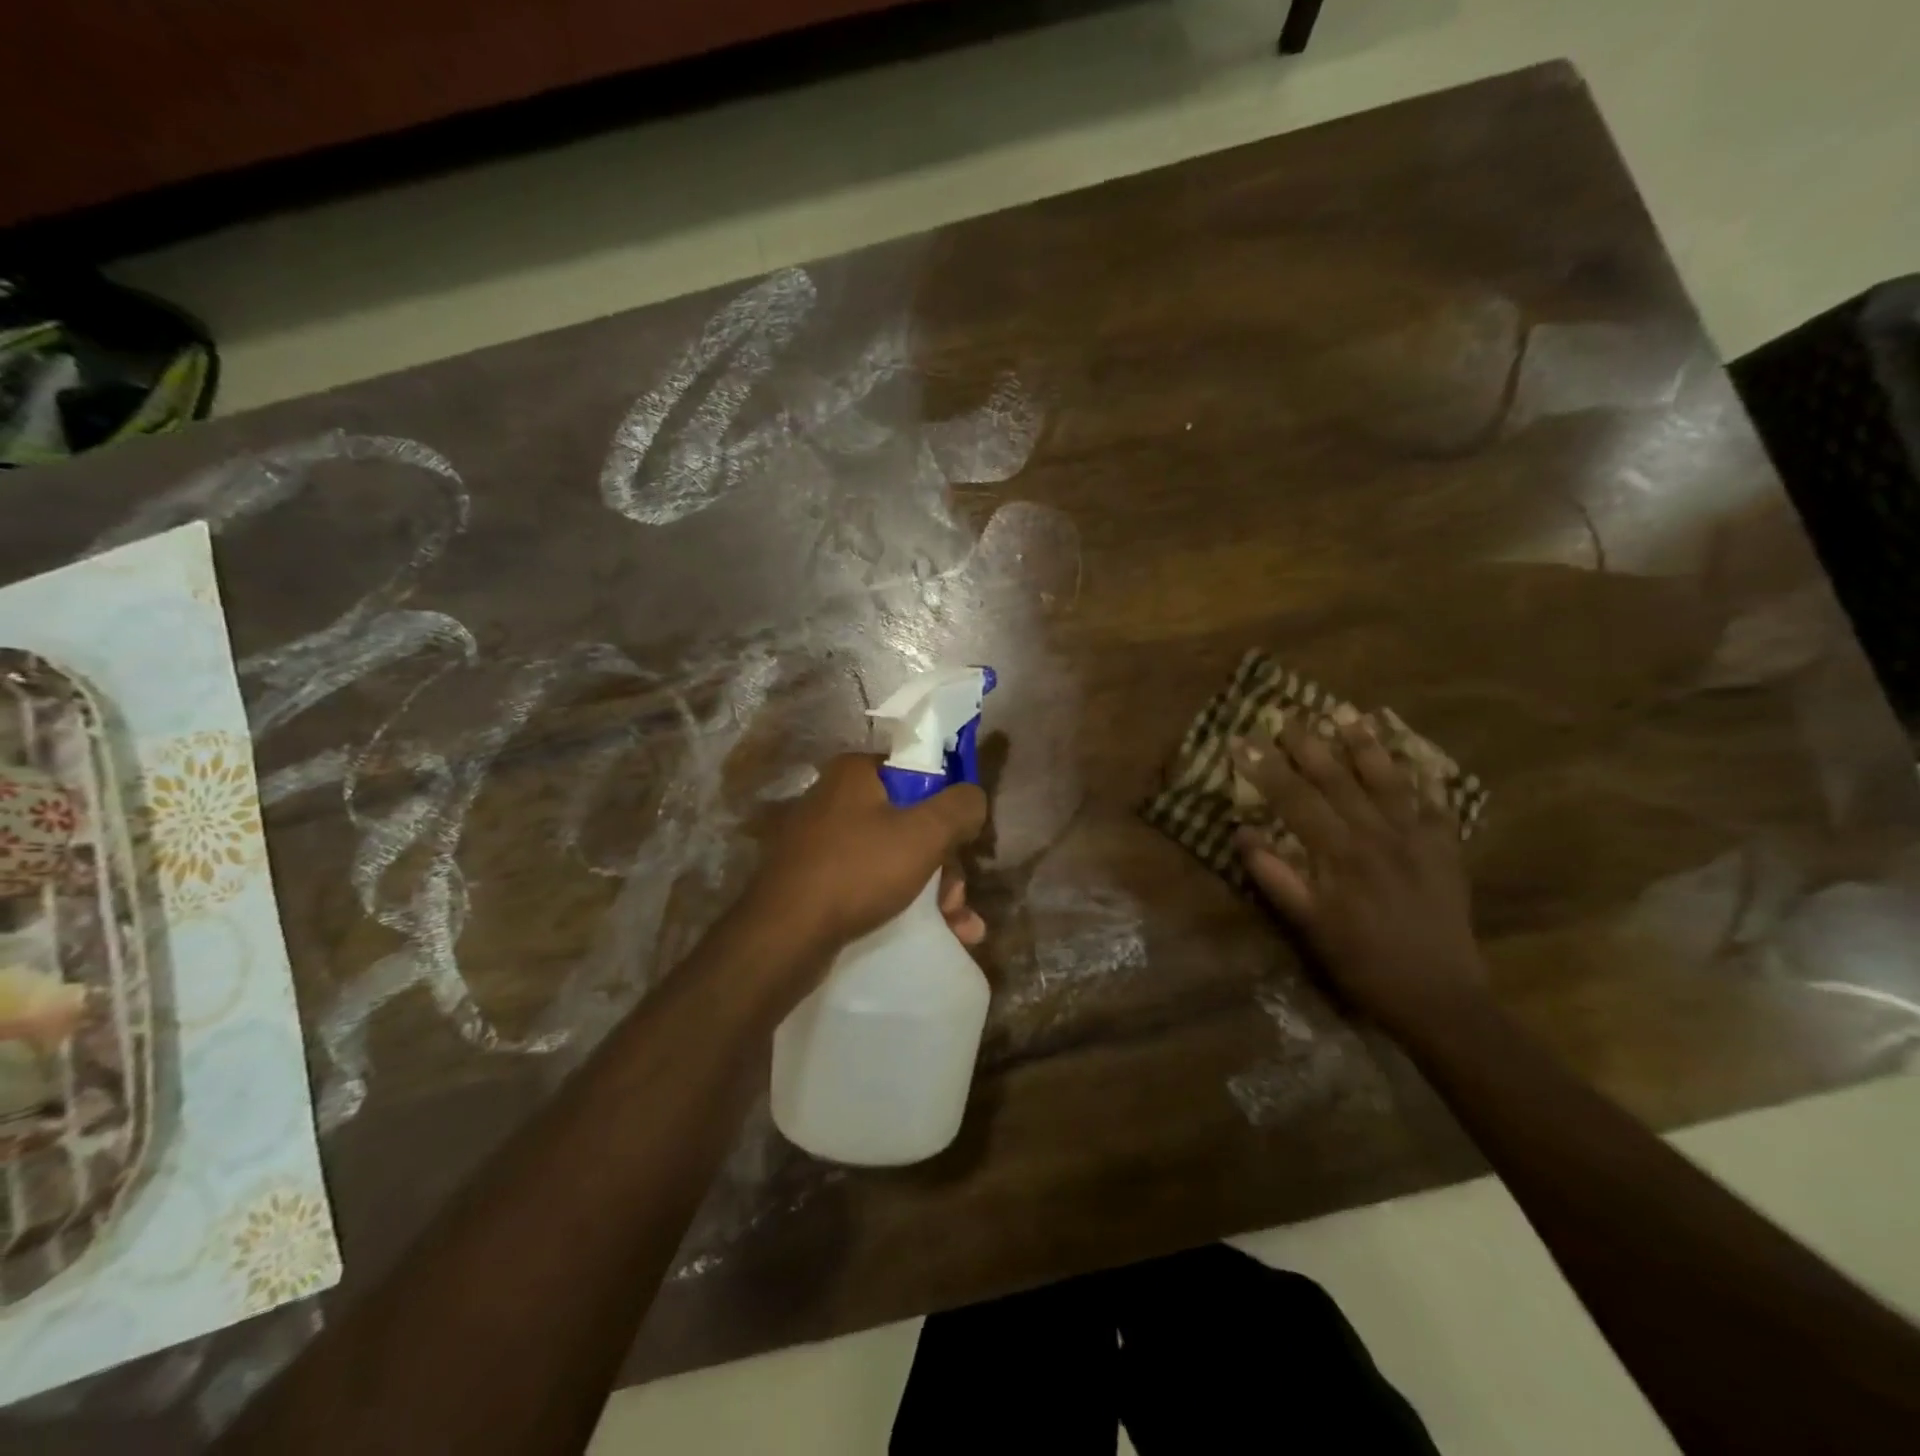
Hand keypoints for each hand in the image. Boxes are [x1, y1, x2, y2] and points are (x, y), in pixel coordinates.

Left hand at [743, 754, 988, 965]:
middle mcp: (834, 798)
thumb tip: (974, 798)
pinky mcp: (813, 879)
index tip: (965, 845)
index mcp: (855, 773)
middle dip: (945, 865)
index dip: (948, 809)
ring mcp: (820, 841)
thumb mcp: (924, 833)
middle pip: (910, 821)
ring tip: (960, 929)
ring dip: (933, 891)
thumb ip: (960, 807)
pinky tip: (932, 933)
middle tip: (959, 903)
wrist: (783, 936)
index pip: (919, 774)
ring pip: (894, 856)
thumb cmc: (858, 870)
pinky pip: (869, 881)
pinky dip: (900, 902)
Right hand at [1231, 718, 1485, 1035]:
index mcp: (1340, 853)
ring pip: (1388, 783)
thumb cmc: (1361, 963)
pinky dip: (1425, 781)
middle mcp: (1378, 836)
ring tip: (1350, 716)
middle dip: (1310, 746)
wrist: (1438, 997)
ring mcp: (1417, 841)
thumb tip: (1241, 833)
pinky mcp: (1447, 853)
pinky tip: (1416, 763)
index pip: (1295, 799)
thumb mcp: (1308, 926)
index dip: (1265, 768)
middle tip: (1288, 716)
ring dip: (1367, 748)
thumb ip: (1275, 877)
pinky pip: (1437, 807)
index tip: (1242, 741)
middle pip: (1338, 780)